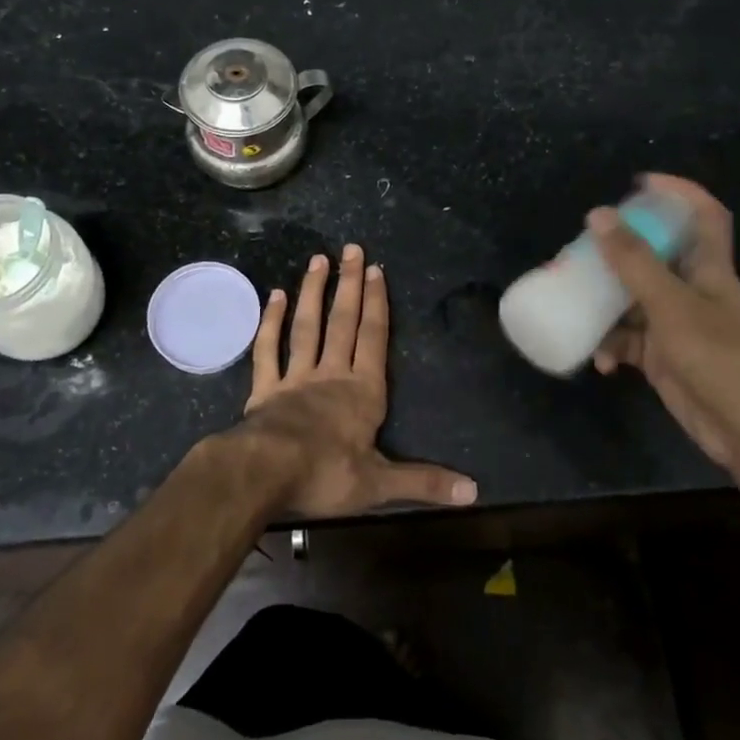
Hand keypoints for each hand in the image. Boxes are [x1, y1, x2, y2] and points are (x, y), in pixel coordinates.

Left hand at [236, 243, 476, 518]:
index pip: (373, 338)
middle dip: (349, 284)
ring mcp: (296, 377)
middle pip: (343, 322)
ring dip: (313, 292)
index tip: (376, 270)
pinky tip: (275, 296)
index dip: (377, 304)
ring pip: (307, 326)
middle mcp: (331, 374)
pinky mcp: (265, 388)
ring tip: (318, 260)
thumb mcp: (380, 484)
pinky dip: (271, 322)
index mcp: (362, 392)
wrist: (265, 473)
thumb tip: (474, 491)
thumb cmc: (325, 475)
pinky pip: (268, 349)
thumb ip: (424, 483)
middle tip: (351, 249)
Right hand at [588, 175, 739, 472]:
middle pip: (655, 255)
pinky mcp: (663, 358)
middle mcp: (692, 291)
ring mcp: (677, 325)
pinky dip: (611, 347)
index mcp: (708, 269)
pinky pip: (628, 341)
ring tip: (576, 304)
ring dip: (606, 305)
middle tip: (583, 249)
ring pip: (633, 299)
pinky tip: (601, 361)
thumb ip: (634, 262)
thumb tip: (599, 215)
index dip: (680, 192)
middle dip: (619, 251)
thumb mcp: (671, 305)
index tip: (640, 183)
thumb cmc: (719, 357)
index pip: (704, 216)